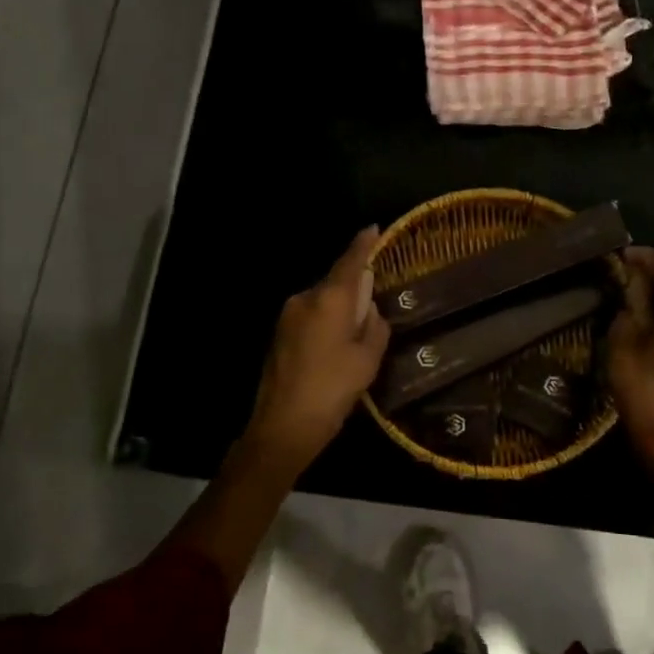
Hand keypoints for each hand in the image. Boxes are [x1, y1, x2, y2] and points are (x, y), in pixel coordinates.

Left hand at [244, 227, 391, 465]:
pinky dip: (325, 321)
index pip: (350, 262)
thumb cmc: (333, 389)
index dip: (363, 244)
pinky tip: (334, 345)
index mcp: (330, 299)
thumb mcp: (367, 359)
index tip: (373, 228)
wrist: (283, 425)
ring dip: (339, 308)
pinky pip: (310, 316)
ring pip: (322, 300)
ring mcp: (287, 315)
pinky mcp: (279, 333)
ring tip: (355, 334)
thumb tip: (369, 308)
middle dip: (354, 286)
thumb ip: (374, 326)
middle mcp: (305, 298)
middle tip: (374, 303)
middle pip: (335, 282)